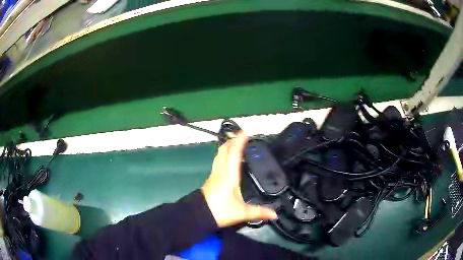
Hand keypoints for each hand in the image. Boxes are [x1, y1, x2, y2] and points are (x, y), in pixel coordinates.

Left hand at [201, 132, 277, 227]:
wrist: (199, 215)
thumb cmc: (220, 211)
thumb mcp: (242, 213)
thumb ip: (259, 212)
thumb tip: (275, 215)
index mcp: (229, 176)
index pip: (234, 154)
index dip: (239, 141)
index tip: (245, 132)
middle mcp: (220, 171)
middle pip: (224, 150)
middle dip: (232, 140)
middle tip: (241, 135)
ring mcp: (214, 174)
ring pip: (219, 155)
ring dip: (226, 146)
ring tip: (234, 143)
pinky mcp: (210, 179)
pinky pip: (217, 162)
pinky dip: (223, 155)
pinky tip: (227, 159)